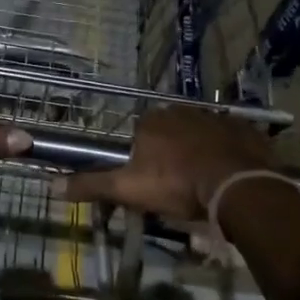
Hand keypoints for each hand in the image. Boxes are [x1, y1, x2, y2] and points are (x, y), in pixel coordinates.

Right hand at [64, 105, 276, 219]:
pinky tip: (229, 173)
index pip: (139, 133)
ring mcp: (217, 117)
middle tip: (176, 184)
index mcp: (152, 121)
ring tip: (203, 181)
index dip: (141, 158)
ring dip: (199, 151)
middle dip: (170, 152)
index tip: (148, 180)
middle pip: (170, 132)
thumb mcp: (128, 189)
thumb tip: (53, 187)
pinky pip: (231, 139)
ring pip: (200, 134)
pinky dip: (228, 152)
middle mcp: (182, 110)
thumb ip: (92, 185)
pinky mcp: (245, 129)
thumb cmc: (176, 185)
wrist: (237, 186)